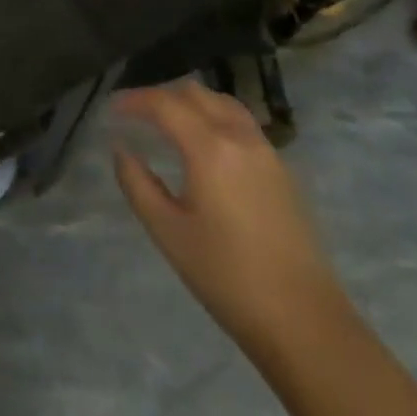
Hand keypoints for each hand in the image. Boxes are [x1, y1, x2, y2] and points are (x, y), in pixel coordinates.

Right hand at [112, 81, 345, 345]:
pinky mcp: (282, 171)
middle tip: (136, 114)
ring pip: (222, 103)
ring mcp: (266, 152)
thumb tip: (121, 149)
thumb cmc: (227, 277)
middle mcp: (240, 137)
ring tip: (167, 122)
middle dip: (161, 96)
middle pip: (195, 94)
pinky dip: (214, 117)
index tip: (112, 109)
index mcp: (210, 148)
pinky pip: (241, 123)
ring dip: (190, 102)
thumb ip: (138, 184)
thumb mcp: (168, 232)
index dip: (134, 100)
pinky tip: (203, 146)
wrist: (304, 322)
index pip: (165, 104)